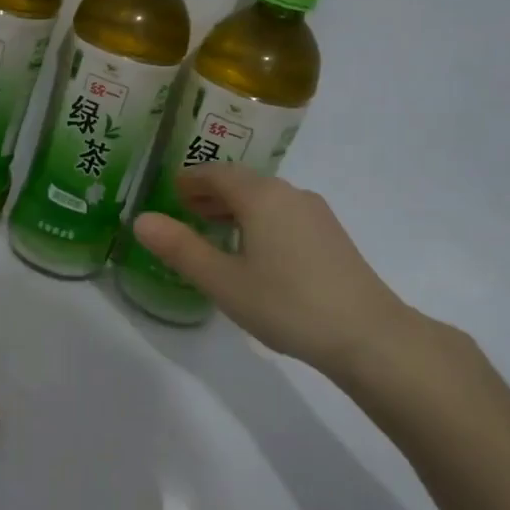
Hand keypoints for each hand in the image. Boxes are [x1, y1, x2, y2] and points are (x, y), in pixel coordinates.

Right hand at [131, 166, 425, 380]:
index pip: (217, 173)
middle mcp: (289, 194)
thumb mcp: (222, 280)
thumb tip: (141, 220)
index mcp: (261, 196)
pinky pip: (282, 214)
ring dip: (234, 207)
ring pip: (264, 199)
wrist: (368, 335)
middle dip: (210, 192)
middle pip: (242, 182)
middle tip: (182, 208)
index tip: (169, 190)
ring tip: (210, 229)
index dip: (190, 179)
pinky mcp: (330, 236)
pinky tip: (251, 250)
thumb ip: (180, 248)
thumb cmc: (286, 304)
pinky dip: (257, 220)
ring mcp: (315, 214)